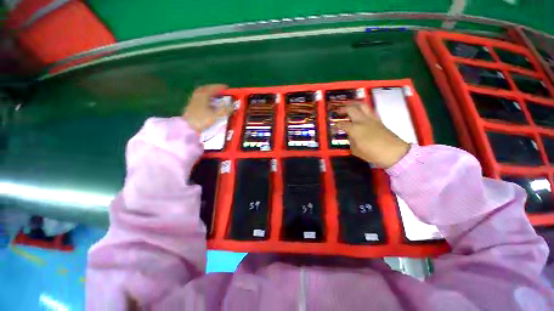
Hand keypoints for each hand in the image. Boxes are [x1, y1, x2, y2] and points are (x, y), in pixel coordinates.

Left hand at [183, 84, 231, 131]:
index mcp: (203, 95)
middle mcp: (197, 95)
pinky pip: (199, 98)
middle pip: (205, 89)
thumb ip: (224, 110)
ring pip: (201, 93)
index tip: (226, 87)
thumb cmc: (202, 120)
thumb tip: (233, 106)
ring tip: (214, 96)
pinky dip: (204, 98)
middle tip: (220, 90)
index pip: (213, 88)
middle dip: (213, 88)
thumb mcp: (215, 115)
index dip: (220, 87)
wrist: (188, 127)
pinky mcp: (190, 106)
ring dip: (208, 93)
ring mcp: (193, 100)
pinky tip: (207, 103)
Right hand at [336, 101, 409, 167]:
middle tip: (338, 111)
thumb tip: (350, 136)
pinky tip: (360, 113)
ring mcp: (371, 119)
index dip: (336, 124)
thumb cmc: (372, 153)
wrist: (394, 153)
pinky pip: (369, 110)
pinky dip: (362, 109)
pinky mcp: (378, 120)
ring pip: (362, 105)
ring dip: (353, 104)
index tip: (332, 125)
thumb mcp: (356, 150)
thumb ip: (351, 141)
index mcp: (355, 129)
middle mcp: (362, 121)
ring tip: (349, 106)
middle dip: (343, 109)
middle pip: (351, 109)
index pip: (342, 124)